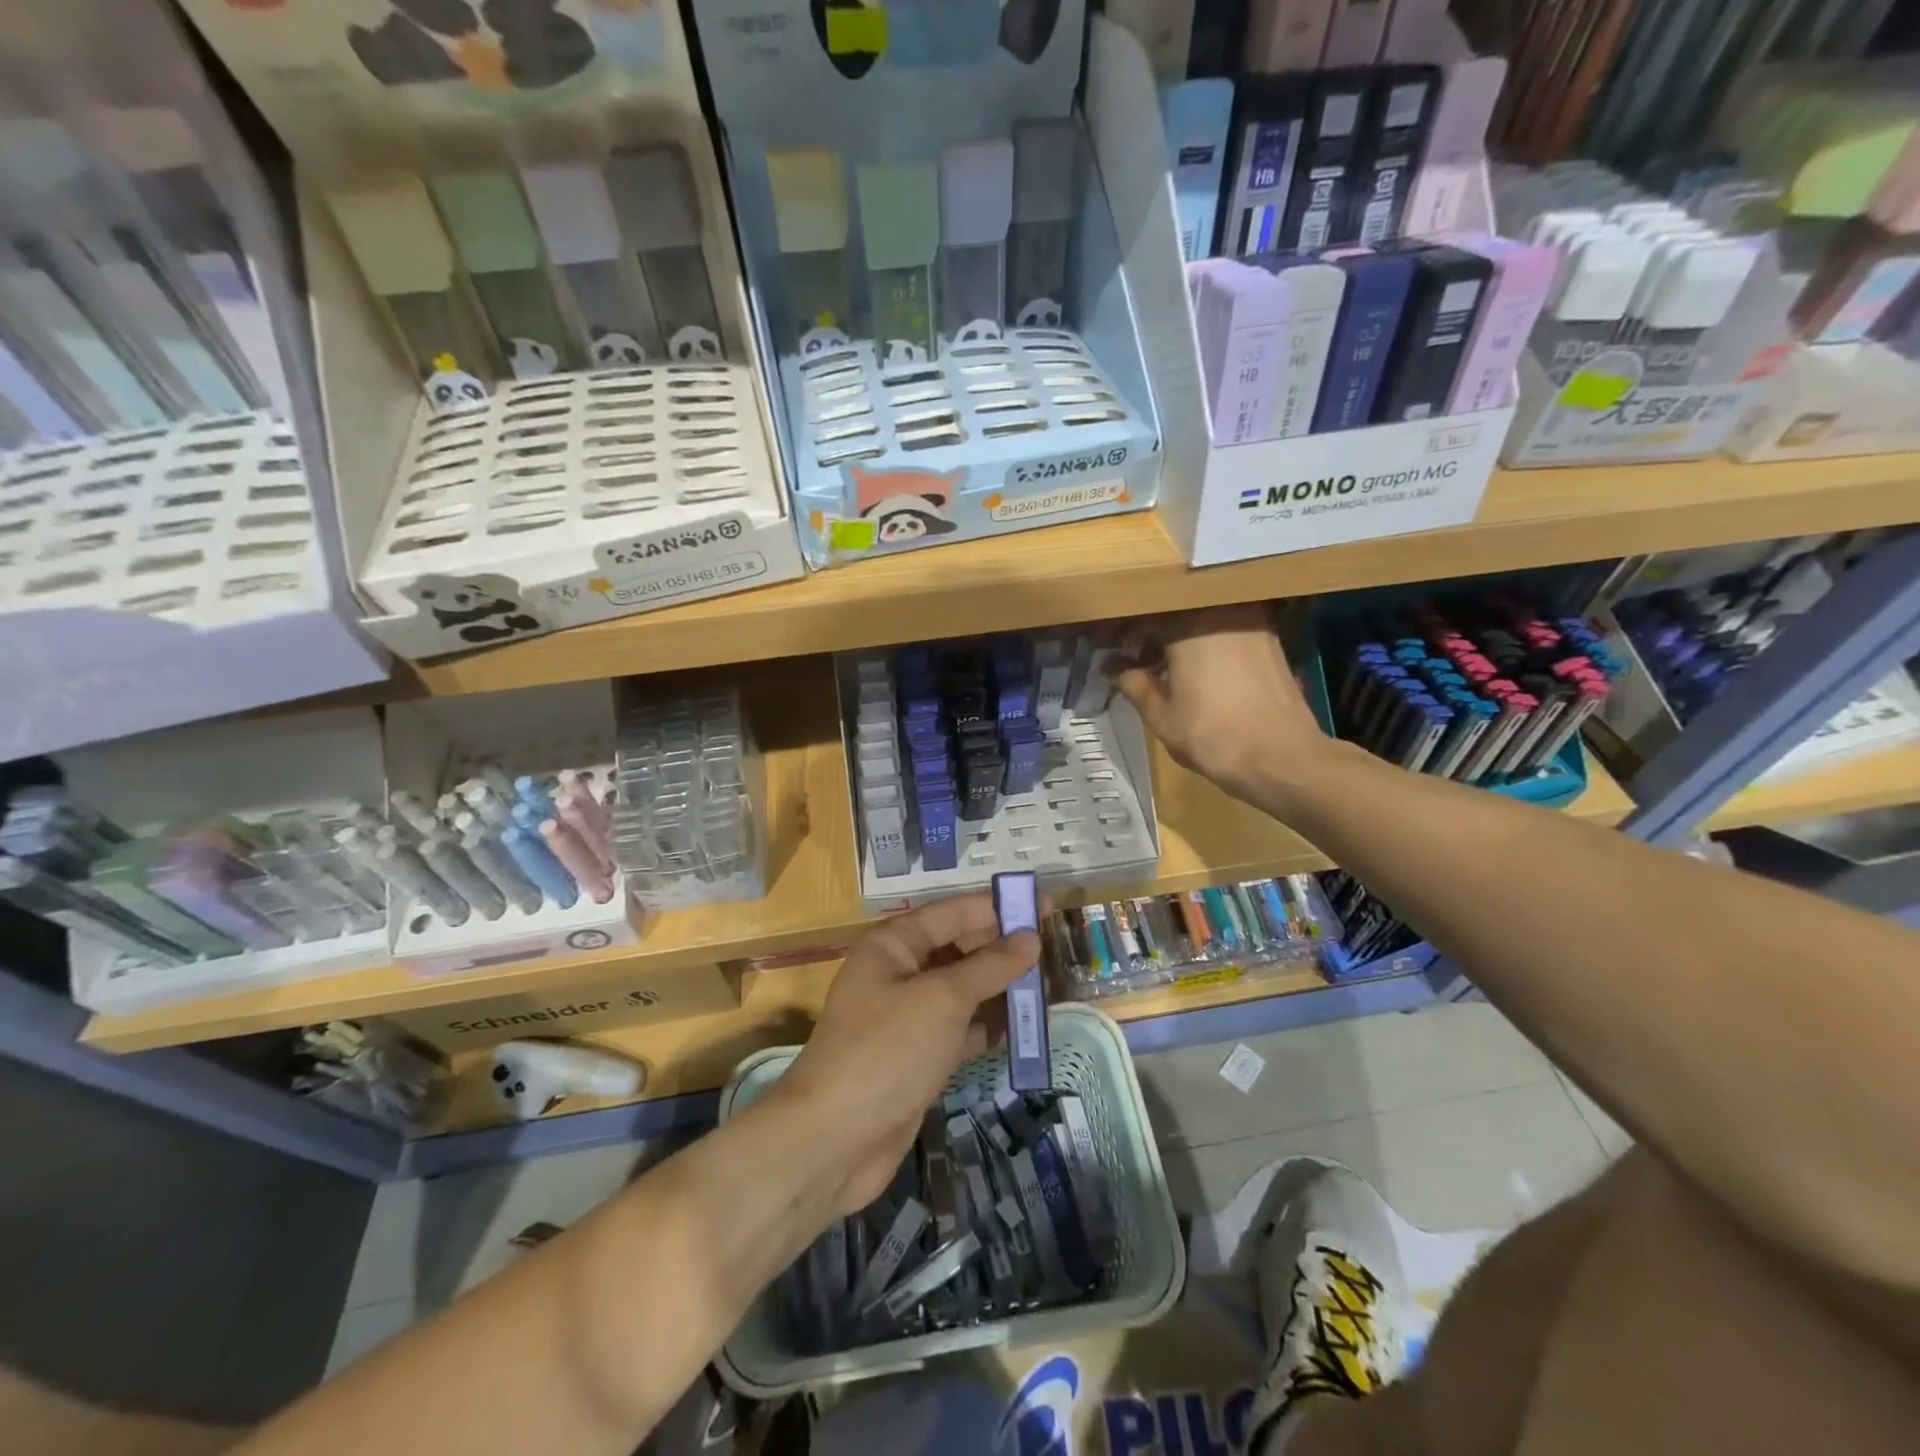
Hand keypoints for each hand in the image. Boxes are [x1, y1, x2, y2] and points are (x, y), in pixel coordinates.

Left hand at [776, 896, 1041, 1215]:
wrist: (835, 1140)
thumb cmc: (887, 1050)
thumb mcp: (943, 999)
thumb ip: (989, 966)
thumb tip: (1030, 939)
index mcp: (894, 945)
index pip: (954, 913)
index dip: (999, 908)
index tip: (1046, 907)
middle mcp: (899, 973)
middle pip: (959, 948)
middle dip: (1003, 948)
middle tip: (1052, 951)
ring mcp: (909, 1017)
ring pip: (964, 990)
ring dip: (1001, 988)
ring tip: (1048, 988)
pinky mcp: (920, 1056)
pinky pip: (962, 1028)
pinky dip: (989, 1026)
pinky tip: (1024, 1029)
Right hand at [1107, 603, 1328, 803]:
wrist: (1282, 758)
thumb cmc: (1212, 735)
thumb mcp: (1161, 715)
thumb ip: (1134, 684)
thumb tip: (1114, 667)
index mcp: (1188, 623)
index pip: (1142, 613)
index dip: (1119, 630)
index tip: (1103, 645)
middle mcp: (1221, 611)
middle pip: (1173, 611)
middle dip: (1148, 631)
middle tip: (1128, 655)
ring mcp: (1251, 622)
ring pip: (1201, 620)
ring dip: (1177, 638)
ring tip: (1158, 665)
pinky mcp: (1270, 640)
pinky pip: (1225, 631)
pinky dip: (1204, 644)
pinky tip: (1192, 670)